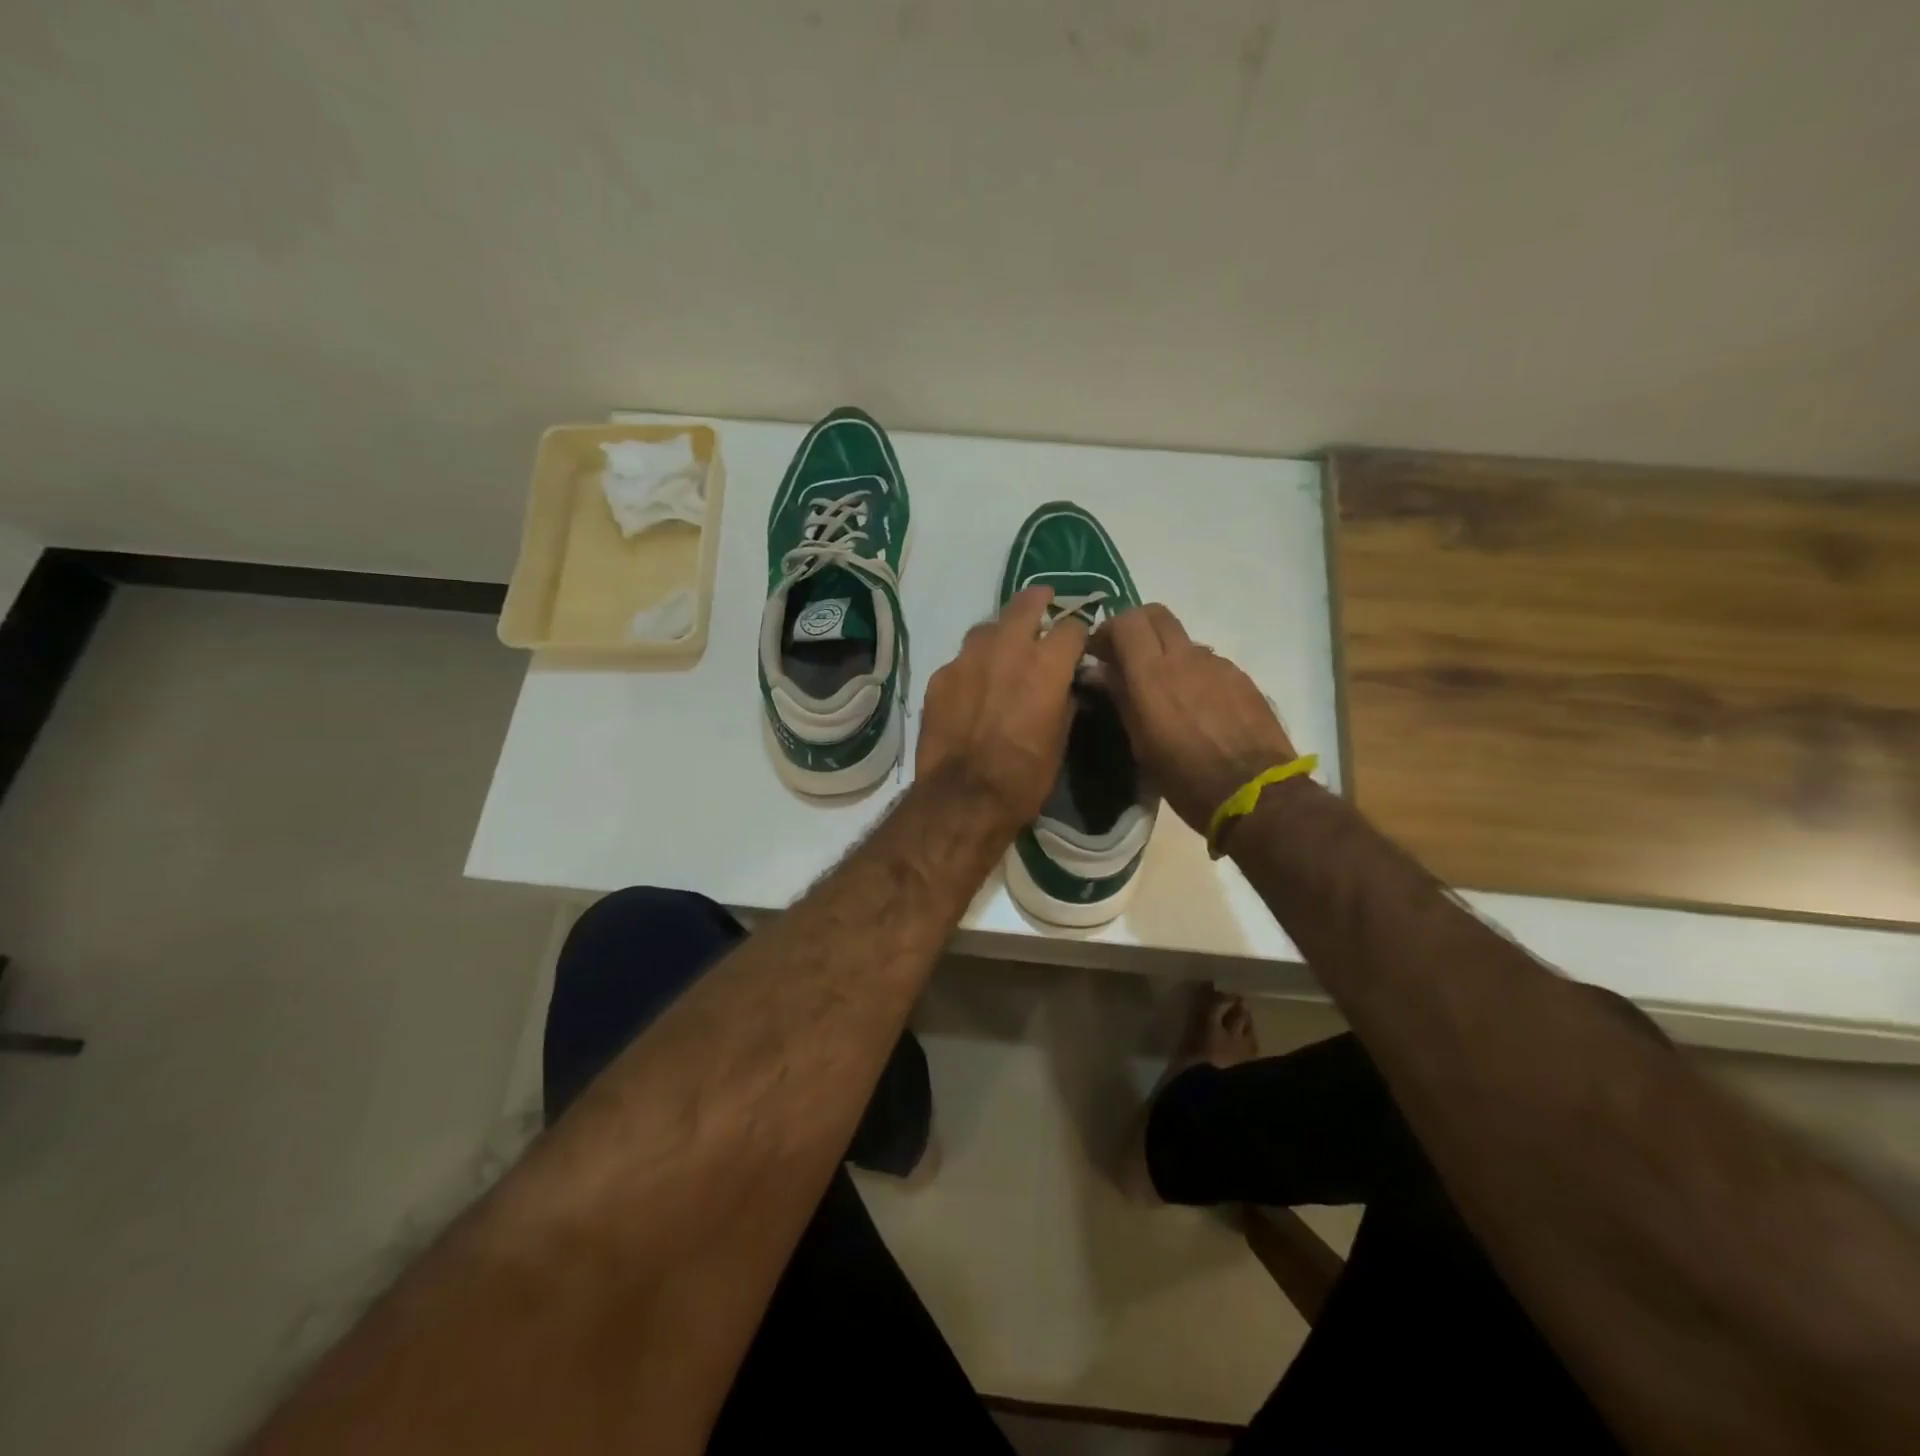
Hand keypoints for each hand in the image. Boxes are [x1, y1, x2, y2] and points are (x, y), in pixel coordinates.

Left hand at [916, 586, 1087, 830]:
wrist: (963, 798)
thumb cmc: (1024, 777)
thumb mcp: (1060, 742)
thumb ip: (1065, 702)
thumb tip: (1067, 687)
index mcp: (1047, 665)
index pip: (1072, 626)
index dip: (1079, 631)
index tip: (1079, 640)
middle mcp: (1008, 649)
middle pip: (1026, 604)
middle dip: (1039, 600)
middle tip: (1044, 600)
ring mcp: (968, 659)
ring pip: (987, 627)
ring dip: (1000, 633)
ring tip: (1003, 648)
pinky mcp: (940, 676)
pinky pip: (960, 660)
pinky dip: (971, 666)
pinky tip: (971, 686)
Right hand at [1087, 604, 1298, 833]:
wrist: (1254, 794)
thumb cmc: (1185, 777)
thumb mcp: (1141, 744)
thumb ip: (1120, 697)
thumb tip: (1098, 670)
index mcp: (1152, 674)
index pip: (1126, 621)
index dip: (1109, 630)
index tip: (1100, 654)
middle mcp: (1185, 657)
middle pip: (1156, 615)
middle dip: (1137, 627)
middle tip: (1127, 657)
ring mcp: (1217, 664)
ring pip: (1183, 641)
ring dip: (1167, 654)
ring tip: (1166, 692)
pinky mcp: (1241, 678)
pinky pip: (1208, 663)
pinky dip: (1193, 674)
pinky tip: (1197, 708)